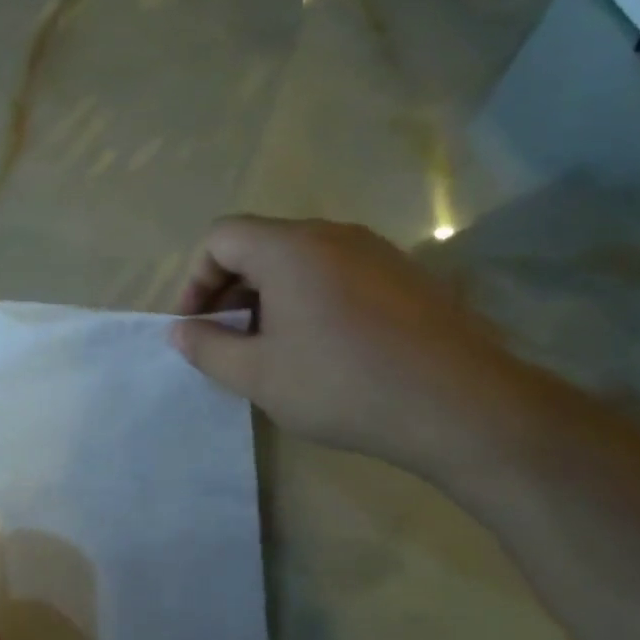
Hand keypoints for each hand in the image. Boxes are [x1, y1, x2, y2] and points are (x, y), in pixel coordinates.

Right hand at [172, 216, 532, 478]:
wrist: (459, 405)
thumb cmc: (341, 384)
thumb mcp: (257, 374)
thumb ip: (207, 348)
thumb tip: (180, 331)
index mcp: (290, 248)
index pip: (221, 237)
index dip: (195, 279)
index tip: (194, 326)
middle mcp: (333, 235)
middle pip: (259, 245)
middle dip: (229, 290)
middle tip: (225, 340)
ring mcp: (375, 251)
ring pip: (299, 260)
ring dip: (268, 297)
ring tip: (269, 348)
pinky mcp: (404, 275)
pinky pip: (337, 273)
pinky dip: (308, 299)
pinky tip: (319, 348)